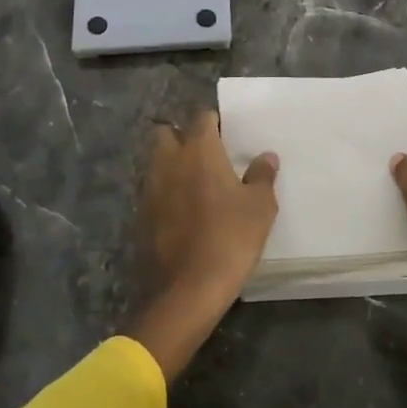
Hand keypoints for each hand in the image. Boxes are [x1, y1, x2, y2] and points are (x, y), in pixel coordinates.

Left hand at [127, 112, 278, 380]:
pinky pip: (152, 191)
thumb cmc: (230, 238)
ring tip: (196, 185)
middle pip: (166, 133)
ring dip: (171, 166)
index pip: (202, 117)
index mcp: (198, 150)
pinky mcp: (140, 215)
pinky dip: (165, 194)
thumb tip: (266, 157)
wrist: (186, 290)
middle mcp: (168, 161)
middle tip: (205, 156)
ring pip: (156, 162)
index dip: (215, 122)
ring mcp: (149, 188)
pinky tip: (183, 212)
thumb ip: (262, 176)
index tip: (228, 135)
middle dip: (181, 137)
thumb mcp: (260, 207)